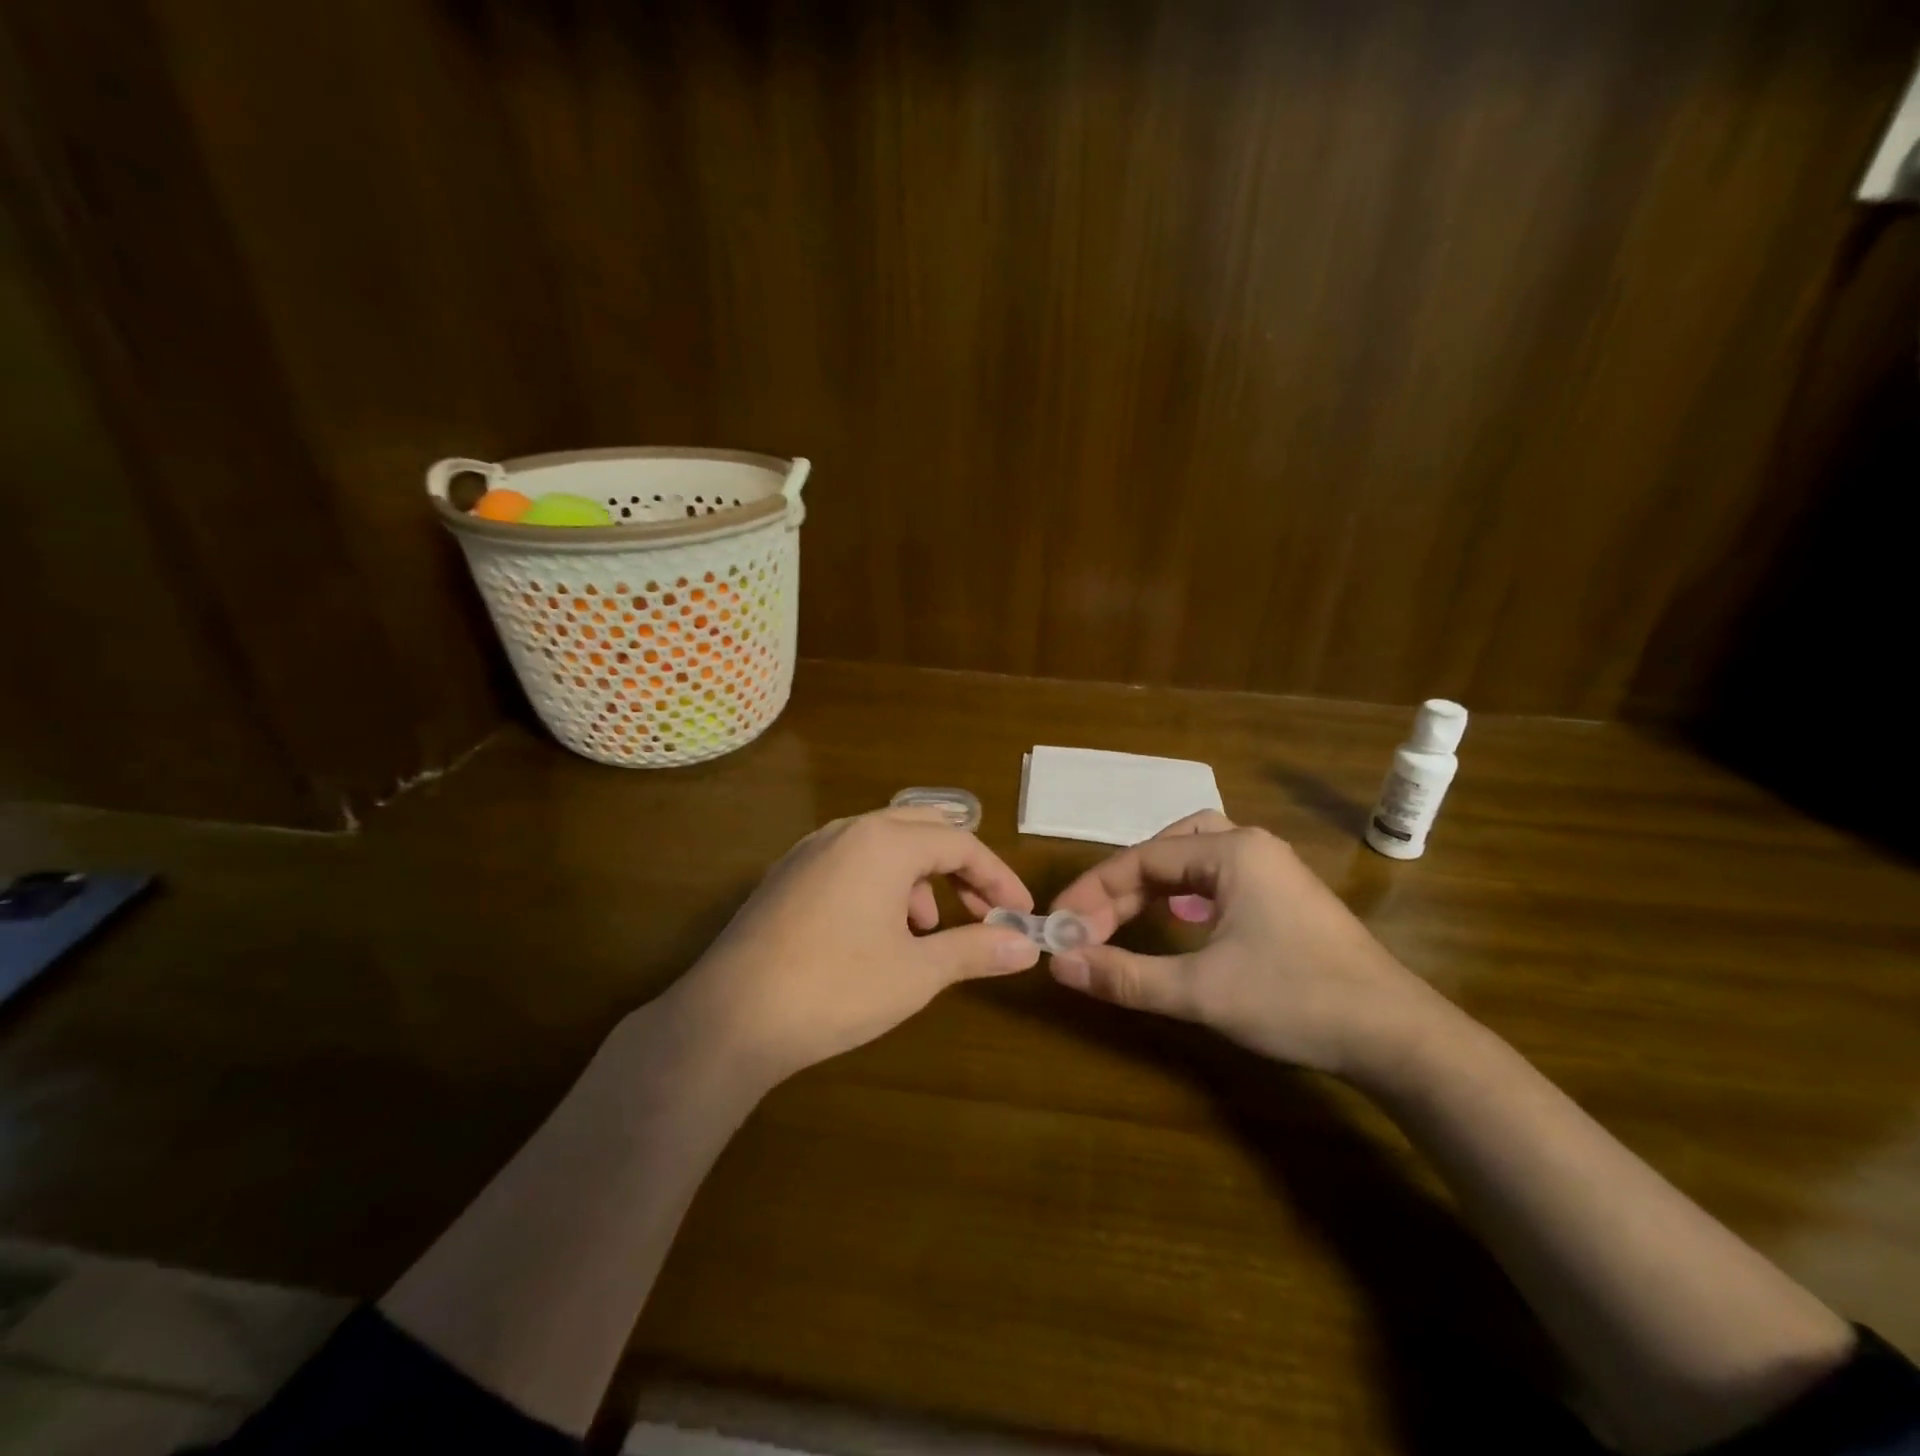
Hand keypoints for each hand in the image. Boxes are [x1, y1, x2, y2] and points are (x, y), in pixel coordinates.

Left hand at [659, 807, 1040, 1087]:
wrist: (729, 1018)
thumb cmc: (835, 988)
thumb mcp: (916, 972)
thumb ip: (975, 950)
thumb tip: (1027, 946)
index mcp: (884, 842)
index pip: (961, 843)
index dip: (997, 878)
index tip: (1020, 914)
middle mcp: (847, 831)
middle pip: (922, 829)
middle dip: (959, 868)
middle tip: (979, 912)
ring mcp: (810, 850)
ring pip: (883, 844)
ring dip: (918, 878)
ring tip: (922, 933)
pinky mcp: (786, 875)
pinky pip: (850, 860)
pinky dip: (880, 884)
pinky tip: (874, 934)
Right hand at [1047, 812, 1442, 1076]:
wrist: (1398, 1038)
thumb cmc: (1296, 1001)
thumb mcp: (1201, 992)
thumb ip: (1125, 976)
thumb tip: (1060, 964)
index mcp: (1231, 852)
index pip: (1142, 858)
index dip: (1094, 891)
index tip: (1060, 924)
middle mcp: (1251, 846)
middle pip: (1166, 850)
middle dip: (1122, 886)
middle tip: (1090, 925)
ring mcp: (1273, 870)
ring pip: (1193, 859)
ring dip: (1152, 885)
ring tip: (1120, 916)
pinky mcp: (1284, 897)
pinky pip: (1217, 879)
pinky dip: (1183, 895)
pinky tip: (1176, 921)